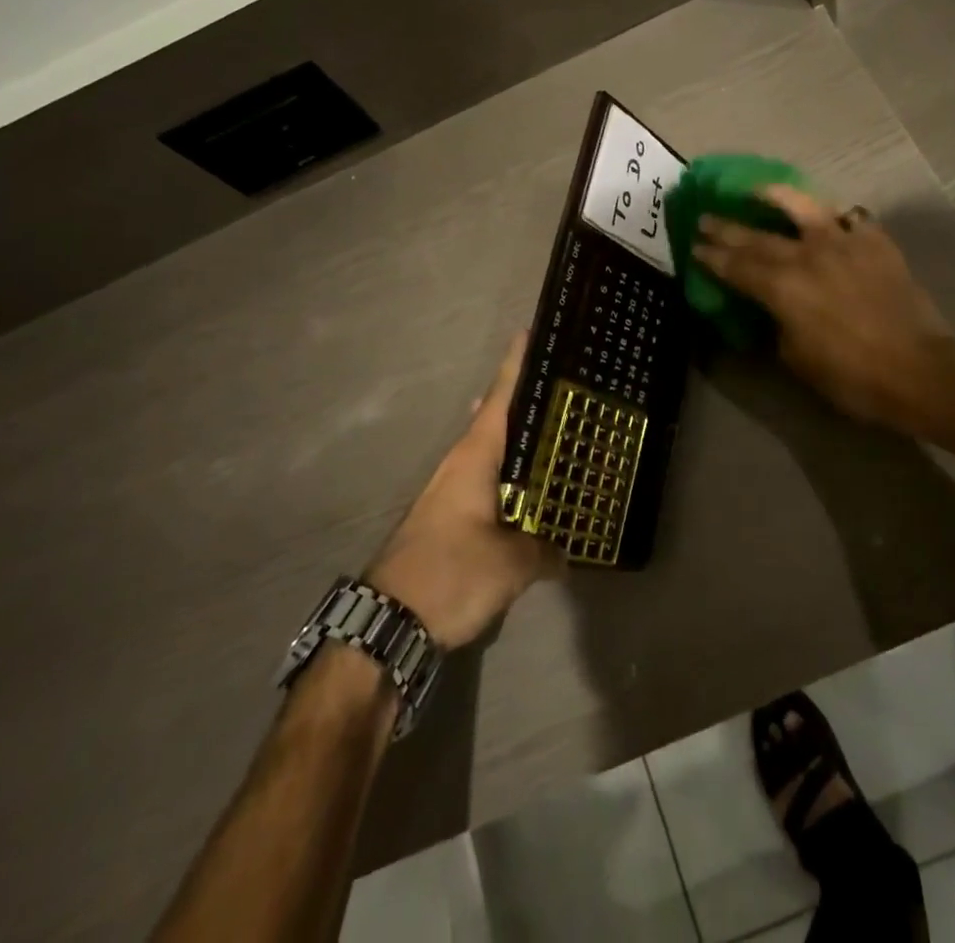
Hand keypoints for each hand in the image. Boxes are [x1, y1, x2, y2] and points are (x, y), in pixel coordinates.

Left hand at [365, 333, 563, 647]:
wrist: (387, 623)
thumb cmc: (449, 574)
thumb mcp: (510, 564)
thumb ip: (545, 551)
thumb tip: (567, 554)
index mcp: (474, 457)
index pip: (499, 397)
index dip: (515, 364)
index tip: (529, 332)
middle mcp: (460, 464)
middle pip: (494, 417)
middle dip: (523, 398)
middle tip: (561, 386)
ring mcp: (450, 491)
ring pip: (490, 451)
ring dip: (517, 439)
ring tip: (553, 431)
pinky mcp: (448, 518)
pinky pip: (487, 480)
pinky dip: (510, 474)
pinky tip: (529, 488)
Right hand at [694, 186, 954, 432]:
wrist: (918, 369)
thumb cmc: (850, 376)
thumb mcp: (796, 358)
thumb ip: (778, 324)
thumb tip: (774, 309)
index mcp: (783, 287)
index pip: (736, 266)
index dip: (712, 256)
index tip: (694, 246)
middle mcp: (807, 255)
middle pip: (758, 237)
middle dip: (727, 228)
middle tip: (705, 218)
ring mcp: (844, 242)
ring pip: (803, 207)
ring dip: (774, 196)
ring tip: (757, 190)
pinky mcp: (875, 242)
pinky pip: (850, 219)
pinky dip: (834, 218)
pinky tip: (827, 219)